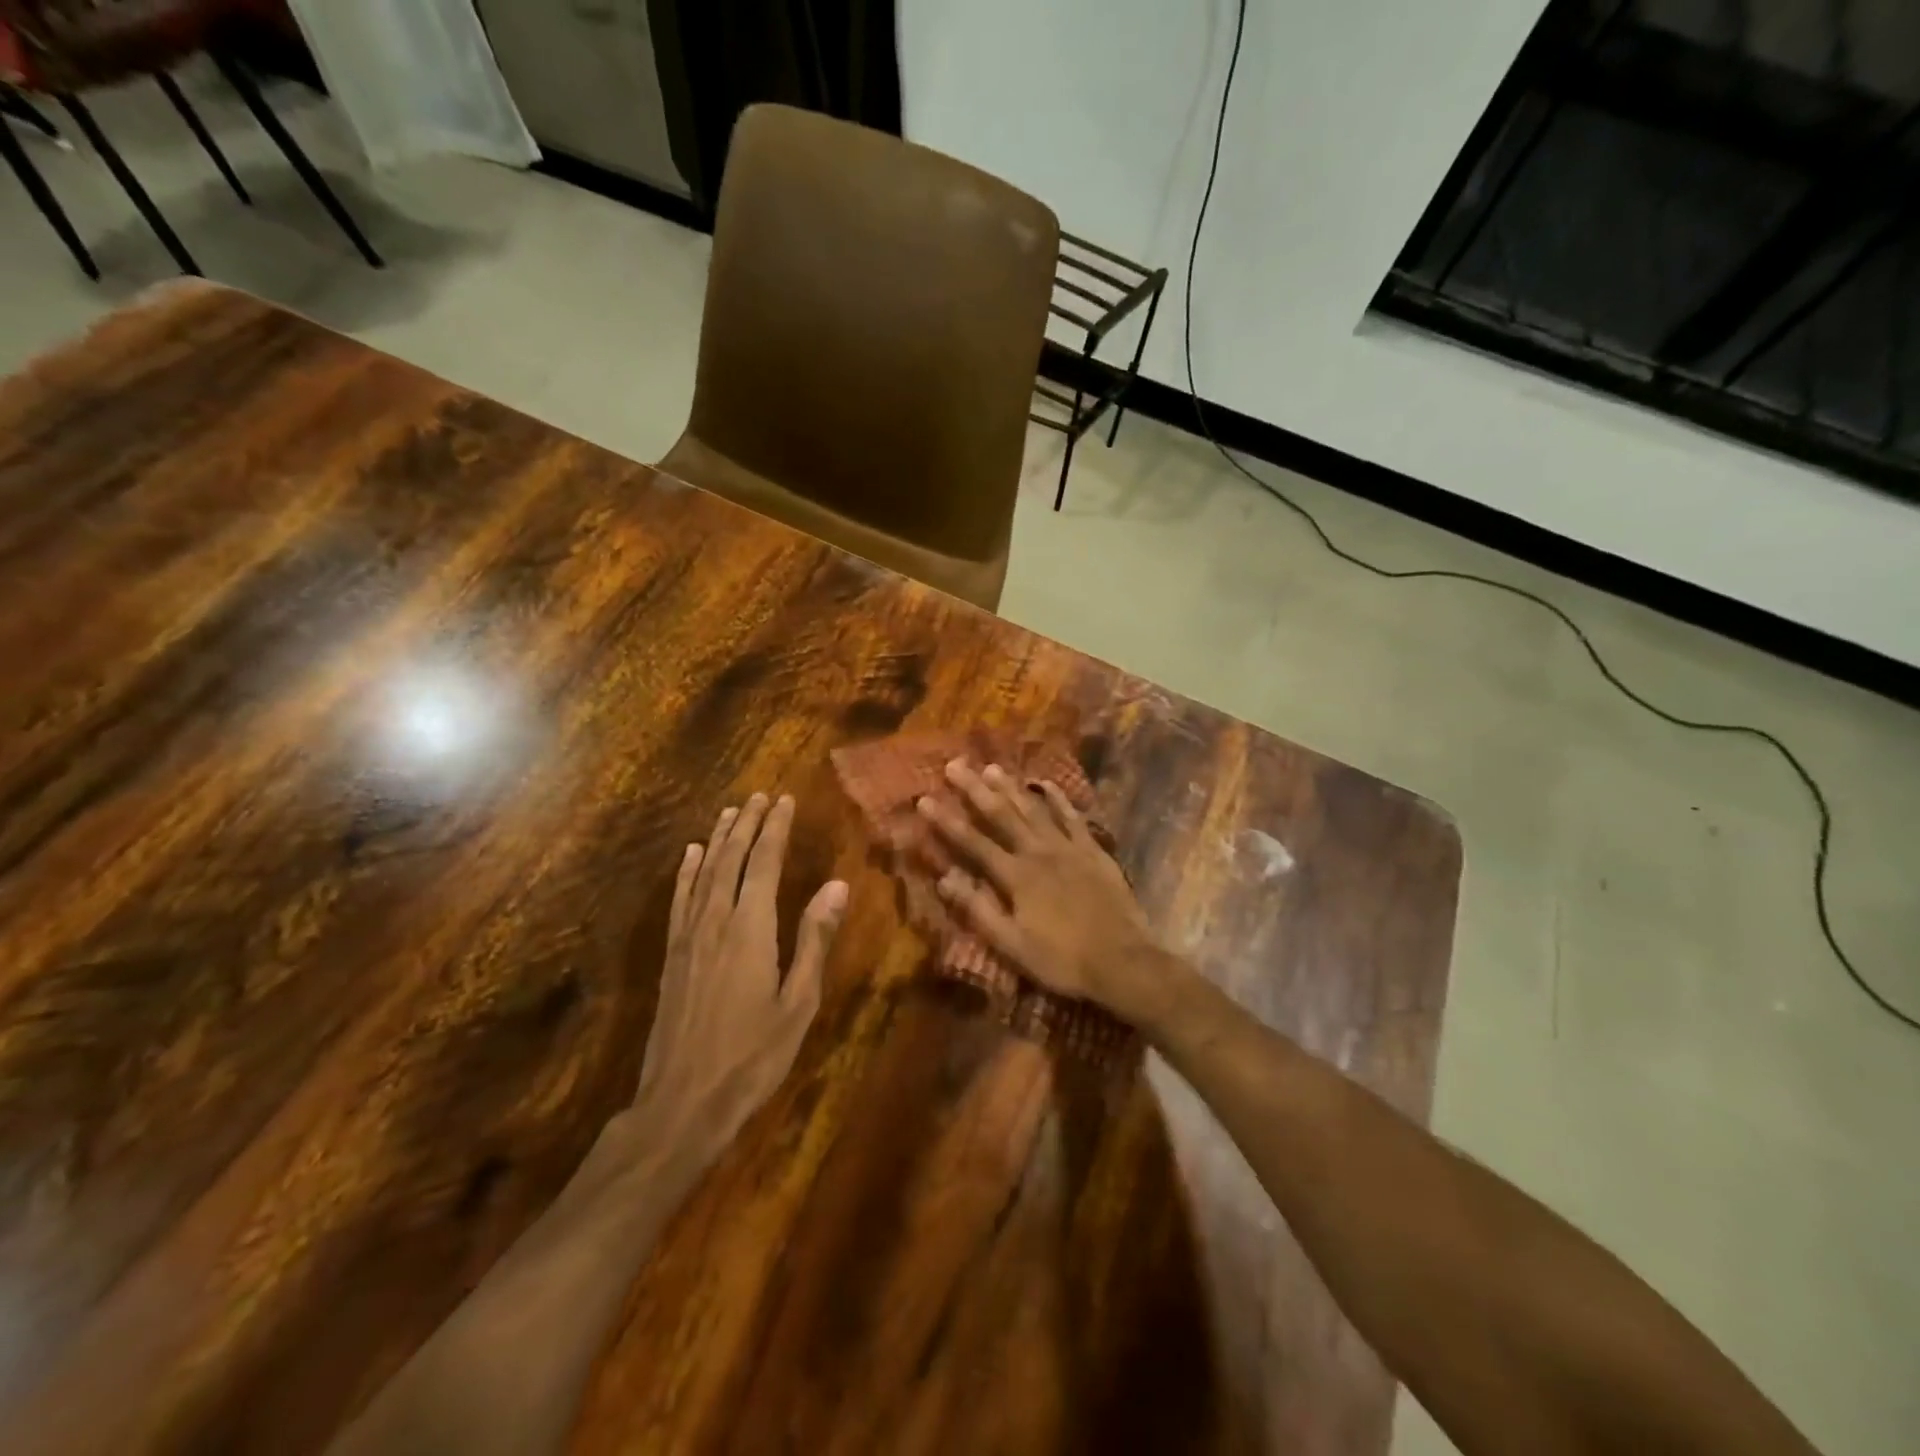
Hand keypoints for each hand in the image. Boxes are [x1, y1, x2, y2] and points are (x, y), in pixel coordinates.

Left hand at [623, 794, 847, 1167]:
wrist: (681, 1103)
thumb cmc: (753, 1056)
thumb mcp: (798, 1003)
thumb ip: (815, 940)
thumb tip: (837, 885)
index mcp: (750, 928)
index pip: (765, 863)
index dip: (775, 829)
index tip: (785, 800)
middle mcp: (716, 921)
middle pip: (732, 859)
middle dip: (748, 824)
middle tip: (760, 796)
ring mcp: (688, 937)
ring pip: (704, 873)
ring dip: (718, 839)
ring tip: (730, 812)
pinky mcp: (671, 955)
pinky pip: (679, 900)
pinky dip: (686, 872)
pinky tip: (690, 855)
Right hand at [917, 760, 1165, 1021]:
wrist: (1123, 961)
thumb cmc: (1062, 960)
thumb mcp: (1012, 945)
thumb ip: (979, 910)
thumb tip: (945, 879)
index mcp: (1016, 877)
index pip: (973, 843)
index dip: (947, 821)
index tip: (924, 798)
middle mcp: (1038, 853)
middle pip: (1001, 815)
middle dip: (975, 789)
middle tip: (956, 764)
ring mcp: (1068, 848)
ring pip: (1034, 810)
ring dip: (1011, 788)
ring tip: (992, 767)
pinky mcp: (1093, 851)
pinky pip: (1072, 818)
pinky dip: (1058, 800)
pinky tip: (1047, 785)